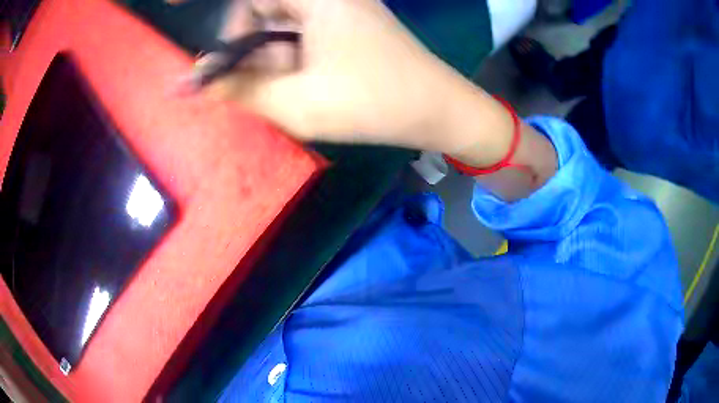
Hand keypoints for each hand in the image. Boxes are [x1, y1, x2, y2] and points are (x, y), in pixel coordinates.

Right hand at [193, 0, 500, 156]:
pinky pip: (302, 36)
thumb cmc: (374, 102)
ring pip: (282, 27)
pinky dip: (288, 60)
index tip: (199, 41)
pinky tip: (293, 88)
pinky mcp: (347, 28)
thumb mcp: (297, 102)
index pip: (252, 0)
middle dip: (245, 48)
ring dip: (267, 59)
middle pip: (264, 11)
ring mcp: (340, 11)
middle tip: (238, 85)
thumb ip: (240, 91)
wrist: (438, 111)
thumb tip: (195, 84)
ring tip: (272, 94)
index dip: (220, 19)